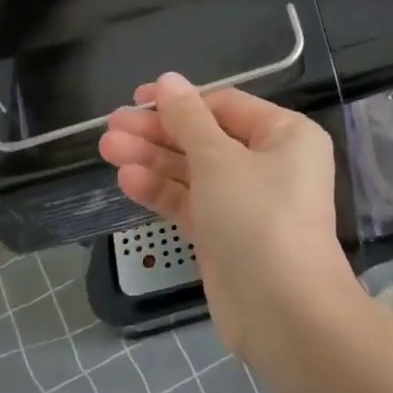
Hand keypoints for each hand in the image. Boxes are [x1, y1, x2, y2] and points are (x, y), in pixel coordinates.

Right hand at [99, 75, 362, 360]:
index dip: (180, 101)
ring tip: (107, 149)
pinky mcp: (226, 236)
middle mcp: (270, 164)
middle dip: (159, 132)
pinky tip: (127, 180)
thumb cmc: (258, 217)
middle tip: (112, 127)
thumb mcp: (219, 159)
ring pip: (194, 171)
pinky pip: (192, 203)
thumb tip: (168, 79)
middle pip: (205, 138)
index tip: (136, 99)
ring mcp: (247, 203)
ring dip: (152, 160)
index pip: (225, 106)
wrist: (283, 313)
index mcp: (285, 135)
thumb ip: (187, 119)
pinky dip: (162, 191)